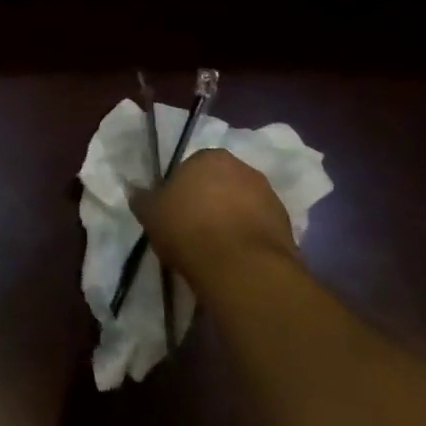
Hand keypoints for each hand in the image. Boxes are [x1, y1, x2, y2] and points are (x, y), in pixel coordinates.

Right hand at [130, 148, 295, 294]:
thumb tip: (135, 190)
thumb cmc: (188, 227)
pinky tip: (235, 259)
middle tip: (193, 228)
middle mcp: (244, 169)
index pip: (192, 166)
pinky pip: (260, 229)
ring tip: (215, 248)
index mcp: (210, 157)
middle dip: (210, 201)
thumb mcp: (150, 212)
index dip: (182, 189)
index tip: (174, 211)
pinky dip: (249, 239)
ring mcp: (270, 197)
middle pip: (221, 183)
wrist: (242, 268)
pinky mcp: (289, 228)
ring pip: (243, 206)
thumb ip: (142, 198)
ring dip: (232, 220)